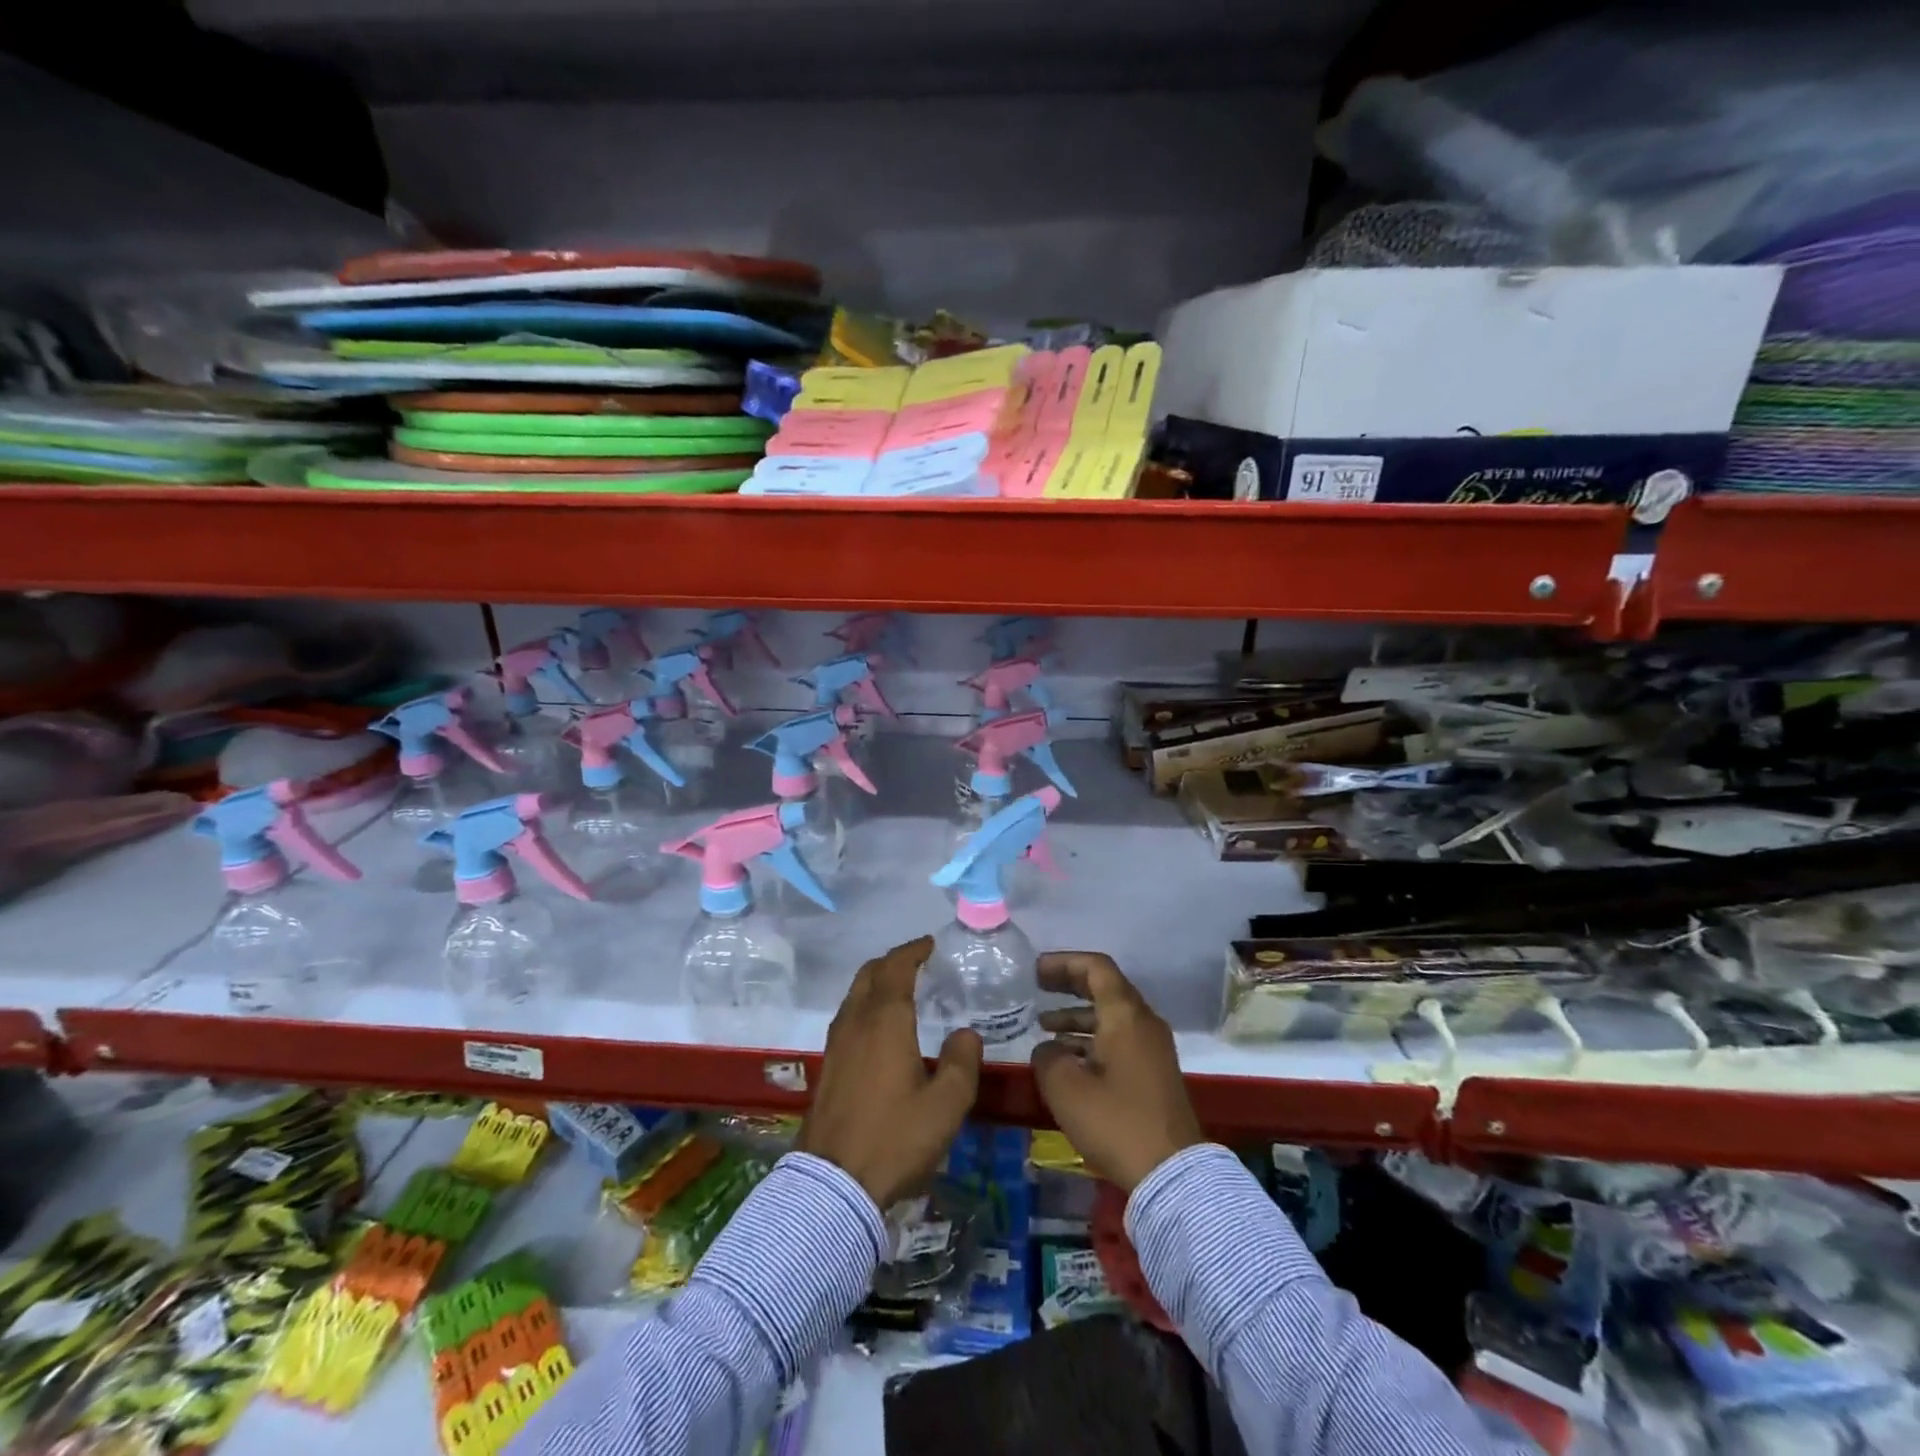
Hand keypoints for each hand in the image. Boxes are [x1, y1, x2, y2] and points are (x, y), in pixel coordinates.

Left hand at [798, 936, 983, 1208]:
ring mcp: (837, 1044)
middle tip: (918, 962)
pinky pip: (848, 1016)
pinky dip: (867, 1005)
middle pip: (869, 974)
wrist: (833, 1185)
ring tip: (902, 990)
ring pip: (855, 994)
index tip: (930, 944)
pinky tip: (881, 1028)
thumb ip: (961, 1062)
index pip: (896, 967)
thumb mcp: (946, 1105)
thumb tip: (965, 1033)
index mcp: (885, 1020)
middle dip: (893, 961)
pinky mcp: (828, 1066)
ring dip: (877, 982)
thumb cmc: (895, 1138)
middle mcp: (856, 1022)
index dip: (913, 950)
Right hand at [1030, 951, 1204, 1191]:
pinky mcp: (1153, 1073)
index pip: (1096, 967)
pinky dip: (1090, 1039)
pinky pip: (1118, 1039)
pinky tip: (1066, 1057)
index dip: (1064, 963)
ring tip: (1043, 1025)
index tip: (1035, 970)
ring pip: (1110, 1017)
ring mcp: (1152, 1049)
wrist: (1171, 1174)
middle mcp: (1143, 1022)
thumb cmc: (1116, 1122)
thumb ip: (1047, 1056)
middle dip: (1069, 985)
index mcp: (1125, 1015)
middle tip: (1037, 987)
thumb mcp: (1065, 1087)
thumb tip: (1049, 1048)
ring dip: (1077, 1016)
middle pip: (1104, 988)